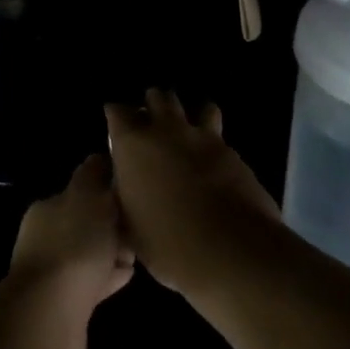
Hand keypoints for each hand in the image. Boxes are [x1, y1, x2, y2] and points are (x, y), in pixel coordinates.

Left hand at [6, 154, 136, 348]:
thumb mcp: (87, 197)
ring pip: (89, 255)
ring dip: (112, 252)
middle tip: (142, 230)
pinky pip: (92, 283)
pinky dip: (108, 277)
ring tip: (138, 254)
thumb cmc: (73, 246)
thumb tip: (99, 158)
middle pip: (86, 225)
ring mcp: (52, 272)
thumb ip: (93, 175)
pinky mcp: (64, 304)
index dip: (108, 193)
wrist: (51, 314)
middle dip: (113, 226)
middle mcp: (45, 236)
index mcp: (48, 208)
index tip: (134, 199)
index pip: (81, 193)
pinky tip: (126, 276)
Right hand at [104, 89, 279, 303]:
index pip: (117, 111)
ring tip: (188, 132)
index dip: (116, 116)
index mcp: (132, 144)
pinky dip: (213, 143)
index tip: (117, 127)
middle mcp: (166, 130)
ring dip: (191, 114)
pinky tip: (213, 162)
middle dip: (153, 104)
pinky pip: (220, 136)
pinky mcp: (233, 153)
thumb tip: (127, 189)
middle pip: (158, 97)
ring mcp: (203, 138)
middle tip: (151, 123)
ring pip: (198, 106)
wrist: (230, 251)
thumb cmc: (166, 243)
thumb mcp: (130, 225)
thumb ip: (125, 196)